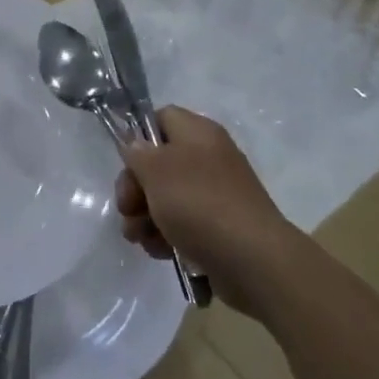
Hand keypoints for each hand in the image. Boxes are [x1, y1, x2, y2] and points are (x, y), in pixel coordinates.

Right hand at [117, 106, 297, 316]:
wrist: (253, 260)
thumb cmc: (199, 203)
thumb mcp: (156, 170)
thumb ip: (137, 152)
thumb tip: (135, 146)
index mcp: (198, 132)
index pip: (161, 118)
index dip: (139, 137)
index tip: (126, 164)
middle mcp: (208, 157)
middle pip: (158, 162)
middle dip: (135, 188)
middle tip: (127, 209)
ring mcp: (215, 194)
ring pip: (166, 197)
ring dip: (145, 217)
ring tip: (139, 238)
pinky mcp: (218, 227)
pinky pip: (182, 224)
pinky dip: (166, 236)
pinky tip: (161, 251)